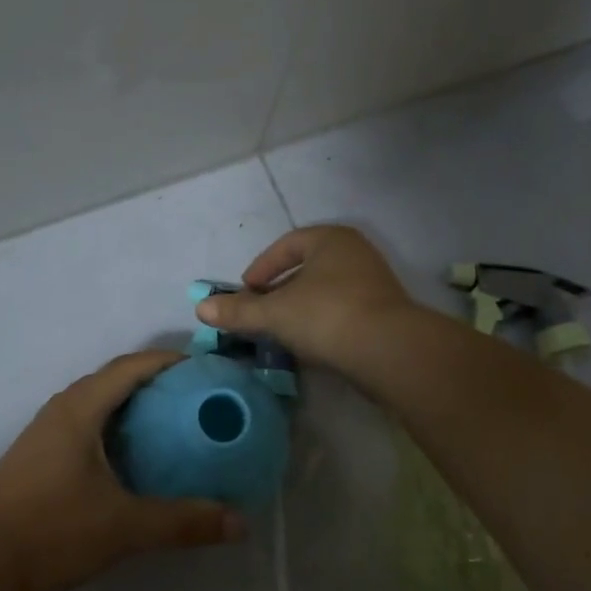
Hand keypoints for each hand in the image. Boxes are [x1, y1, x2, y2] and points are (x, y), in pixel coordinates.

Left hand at [0, 351, 245, 590]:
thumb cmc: (50, 530)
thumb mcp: (123, 527)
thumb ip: (182, 522)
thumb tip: (239, 523)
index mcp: (81, 408)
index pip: (131, 366)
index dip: (169, 360)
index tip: (205, 368)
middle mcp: (62, 409)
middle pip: (114, 379)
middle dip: (155, 381)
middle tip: (197, 398)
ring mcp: (45, 432)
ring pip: (96, 402)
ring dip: (132, 404)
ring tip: (171, 424)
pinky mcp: (37, 455)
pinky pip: (84, 424)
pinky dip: (113, 426)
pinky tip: (130, 458)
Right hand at [197, 225, 416, 372]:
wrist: (390, 351)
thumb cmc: (327, 316)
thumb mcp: (274, 313)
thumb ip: (238, 311)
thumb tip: (201, 308)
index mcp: (330, 239)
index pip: (286, 245)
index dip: (261, 268)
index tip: (245, 291)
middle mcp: (355, 253)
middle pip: (306, 268)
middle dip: (279, 290)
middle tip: (259, 311)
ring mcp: (374, 283)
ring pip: (325, 292)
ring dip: (300, 309)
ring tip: (279, 331)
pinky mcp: (385, 313)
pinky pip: (342, 311)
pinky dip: (321, 323)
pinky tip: (309, 345)